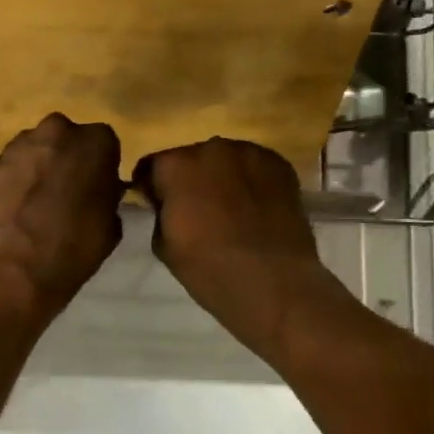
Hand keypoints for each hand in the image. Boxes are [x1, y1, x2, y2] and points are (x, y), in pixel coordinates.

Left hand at [0, 114, 124, 319]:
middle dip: (67, 156)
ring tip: (38, 198)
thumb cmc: (75, 245)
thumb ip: (107, 196)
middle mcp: (58, 131)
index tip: (96, 185)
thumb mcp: (111, 224)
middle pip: (66, 137)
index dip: (100, 164)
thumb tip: (99, 192)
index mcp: (96, 141)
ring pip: (36, 147)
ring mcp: (21, 144)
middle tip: (67, 188)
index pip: (104, 142)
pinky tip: (16, 205)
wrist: (16, 264)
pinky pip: (12, 164)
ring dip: (39, 164)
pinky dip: (15, 178)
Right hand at [135, 137, 355, 361]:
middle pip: (191, 158)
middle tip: (197, 208)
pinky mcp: (280, 165)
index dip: (154, 187)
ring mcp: (250, 153)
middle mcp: (211, 148)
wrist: (274, 285)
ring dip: (222, 176)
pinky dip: (251, 180)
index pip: (153, 166)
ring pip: (226, 160)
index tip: (159, 205)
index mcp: (176, 165)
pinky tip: (256, 206)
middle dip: (190, 178)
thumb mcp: (163, 245)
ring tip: (231, 207)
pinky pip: (255, 167)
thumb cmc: (209, 269)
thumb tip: (169, 203)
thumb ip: (160, 212)